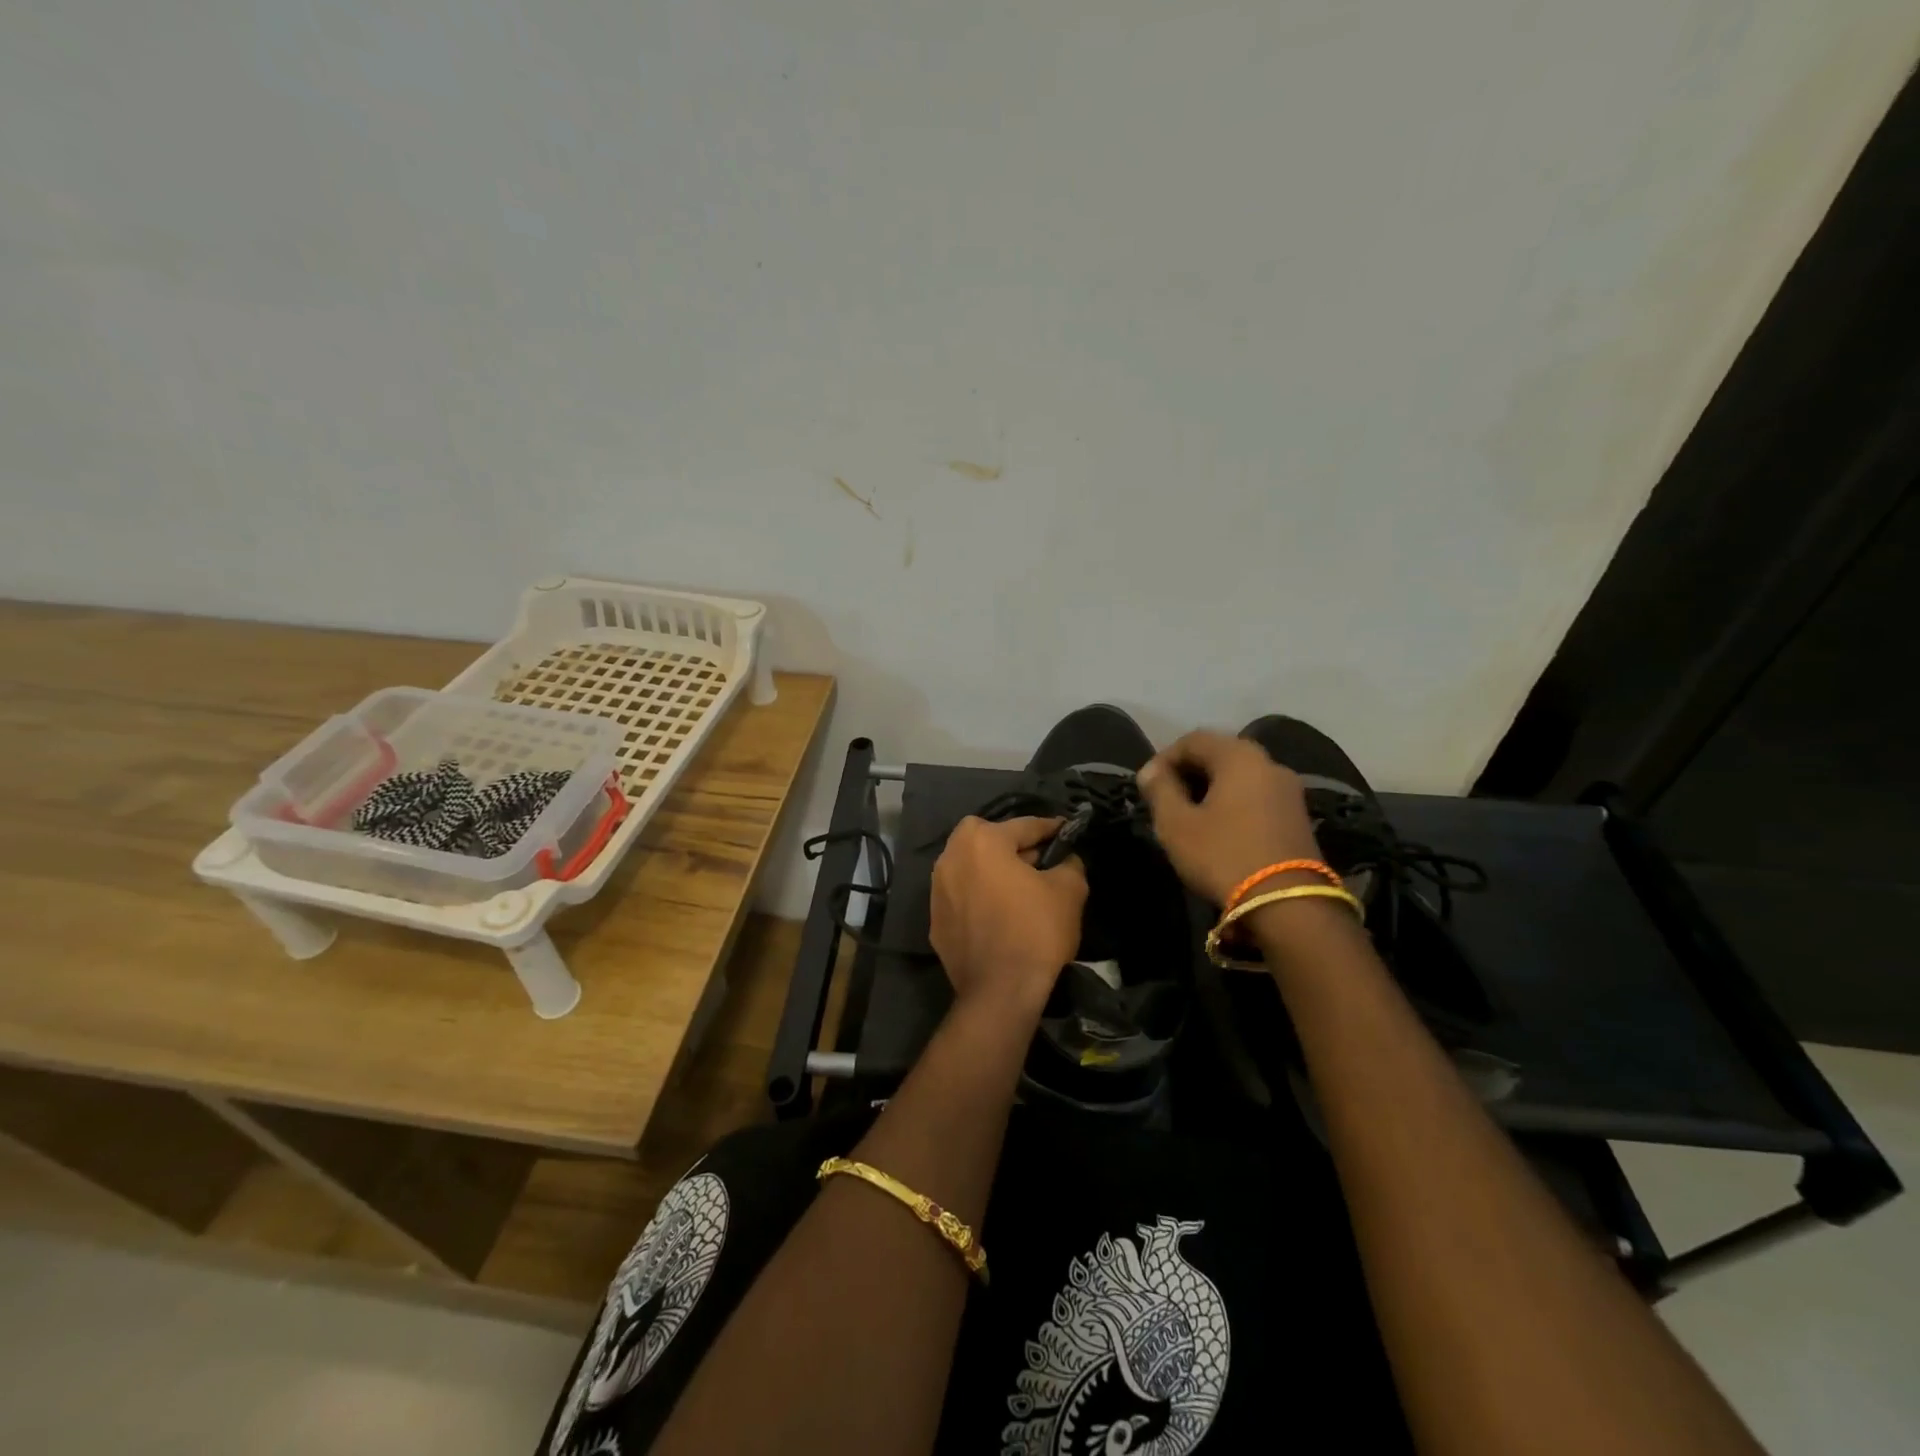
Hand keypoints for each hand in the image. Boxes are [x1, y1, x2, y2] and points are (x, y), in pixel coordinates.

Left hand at [930, 816, 1086, 1018]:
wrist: (999, 992)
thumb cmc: (1035, 931)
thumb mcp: (1069, 891)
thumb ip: (1069, 863)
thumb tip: (1065, 859)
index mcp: (981, 840)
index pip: (1024, 826)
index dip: (1051, 828)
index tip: (1067, 831)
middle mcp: (950, 857)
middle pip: (990, 841)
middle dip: (1016, 846)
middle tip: (1042, 861)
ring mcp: (937, 890)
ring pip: (972, 868)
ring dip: (994, 871)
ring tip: (1021, 888)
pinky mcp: (935, 920)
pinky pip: (963, 897)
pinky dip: (980, 898)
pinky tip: (1000, 914)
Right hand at [1137, 730, 1321, 904]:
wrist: (1287, 905)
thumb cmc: (1223, 855)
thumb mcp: (1177, 824)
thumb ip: (1160, 790)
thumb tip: (1151, 771)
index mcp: (1239, 756)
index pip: (1193, 740)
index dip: (1163, 758)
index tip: (1146, 786)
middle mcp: (1269, 764)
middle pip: (1219, 754)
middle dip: (1187, 773)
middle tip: (1164, 800)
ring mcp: (1288, 791)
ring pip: (1239, 777)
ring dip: (1209, 789)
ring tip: (1187, 817)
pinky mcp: (1297, 817)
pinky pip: (1255, 796)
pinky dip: (1231, 804)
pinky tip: (1217, 830)